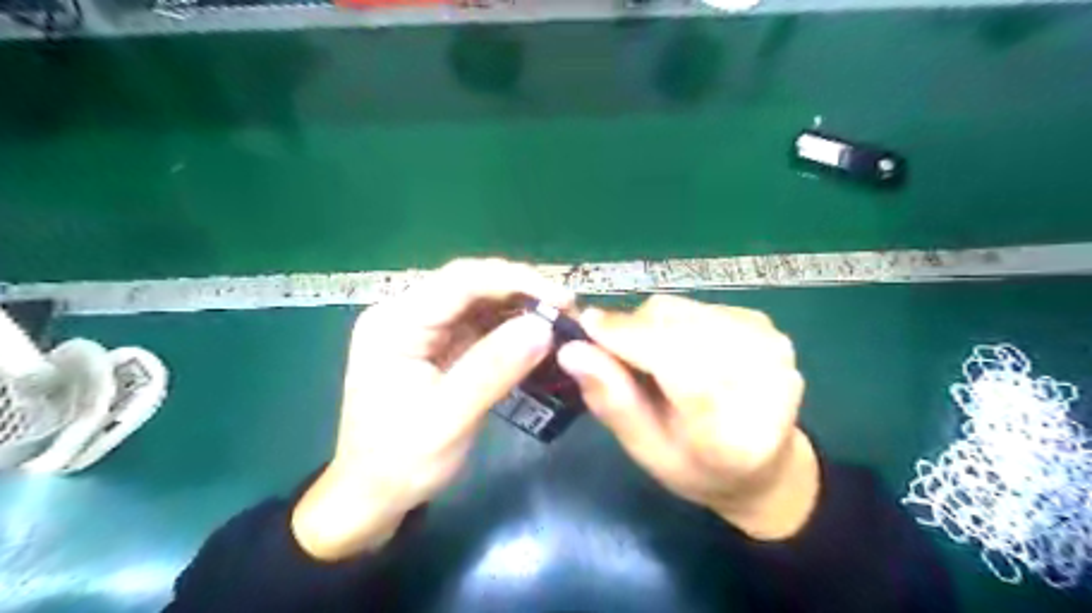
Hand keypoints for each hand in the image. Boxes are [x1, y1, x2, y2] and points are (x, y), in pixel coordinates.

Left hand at [294, 259, 575, 560]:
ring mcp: (422, 328)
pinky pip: (480, 324)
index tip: (561, 298)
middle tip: (568, 310)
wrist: (372, 496)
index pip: (460, 281)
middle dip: (522, 292)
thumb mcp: (448, 419)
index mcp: (395, 323)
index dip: (515, 281)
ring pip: (480, 301)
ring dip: (521, 308)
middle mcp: (406, 314)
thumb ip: (494, 369)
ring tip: (560, 321)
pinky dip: (511, 328)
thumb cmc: (400, 462)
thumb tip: (544, 327)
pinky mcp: (438, 344)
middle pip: (471, 284)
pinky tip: (537, 336)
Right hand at [555, 296, 817, 540]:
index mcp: (733, 433)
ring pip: (684, 311)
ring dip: (652, 326)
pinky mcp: (765, 324)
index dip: (629, 338)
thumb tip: (572, 350)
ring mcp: (770, 346)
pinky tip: (680, 349)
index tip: (586, 325)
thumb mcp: (646, 449)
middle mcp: (764, 380)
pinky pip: (697, 306)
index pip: (679, 366)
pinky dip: (674, 322)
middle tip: (612, 352)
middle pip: (677, 328)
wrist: (764, 463)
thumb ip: (612, 401)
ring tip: (650, 358)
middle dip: (633, 331)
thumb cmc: (697, 466)